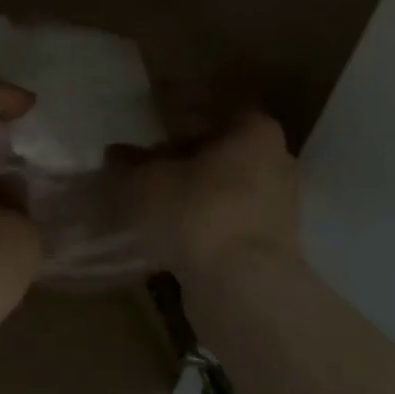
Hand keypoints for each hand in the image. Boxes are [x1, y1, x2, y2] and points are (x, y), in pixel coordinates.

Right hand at [109, 109, 298, 284]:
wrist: (243, 287)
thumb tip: (115, 154)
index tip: (154, 118)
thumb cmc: (196, 213)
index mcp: (255, 131)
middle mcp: (276, 160)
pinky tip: (173, 226)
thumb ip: (129, 164)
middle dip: (184, 152)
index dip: (182, 110)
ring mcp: (279, 205)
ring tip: (155, 195)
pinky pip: (230, 215)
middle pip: (222, 147)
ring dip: (192, 186)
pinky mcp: (272, 242)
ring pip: (226, 183)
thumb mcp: (146, 182)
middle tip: (148, 158)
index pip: (217, 106)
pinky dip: (203, 215)